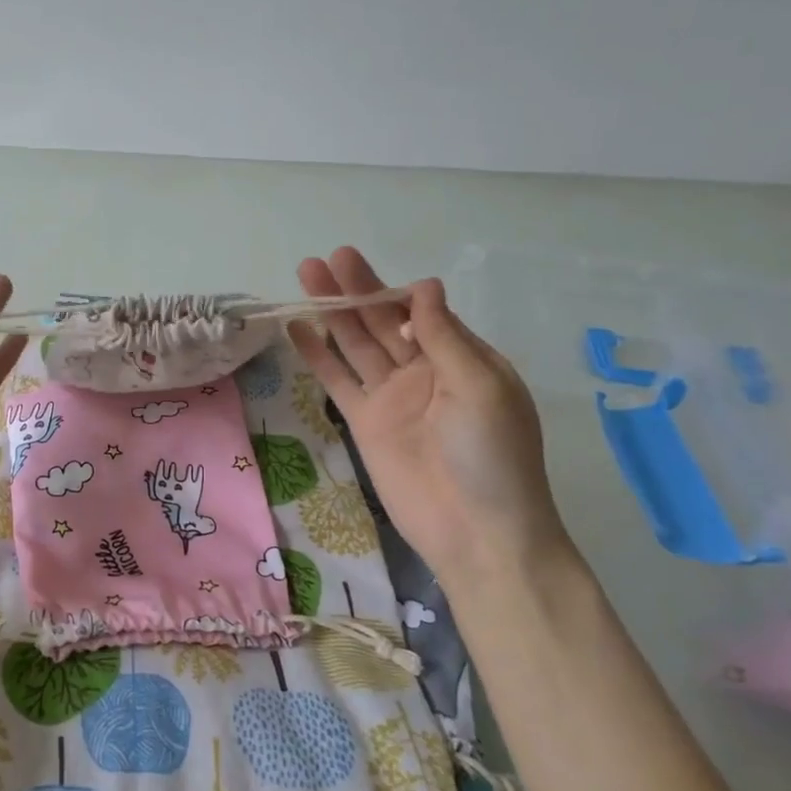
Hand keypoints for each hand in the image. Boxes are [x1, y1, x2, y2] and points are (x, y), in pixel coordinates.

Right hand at [287, 247, 571, 588]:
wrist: (476, 531)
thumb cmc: (493, 455)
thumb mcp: (479, 386)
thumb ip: (444, 336)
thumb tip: (423, 285)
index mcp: (462, 359)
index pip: (423, 311)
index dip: (394, 291)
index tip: (366, 273)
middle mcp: (425, 371)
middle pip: (384, 322)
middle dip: (357, 290)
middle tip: (327, 258)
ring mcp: (392, 396)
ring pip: (357, 344)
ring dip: (333, 312)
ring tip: (305, 276)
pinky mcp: (364, 422)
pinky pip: (338, 381)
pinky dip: (318, 355)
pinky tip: (297, 328)